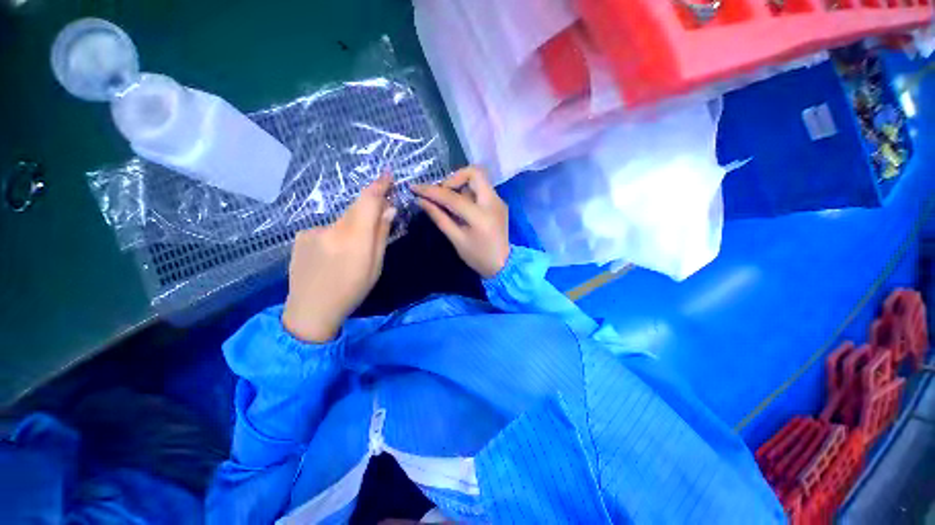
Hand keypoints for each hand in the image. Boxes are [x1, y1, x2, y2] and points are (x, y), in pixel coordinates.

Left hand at [282, 175, 396, 342]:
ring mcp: (312, 231)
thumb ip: (381, 235)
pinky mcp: (301, 236)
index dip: (379, 186)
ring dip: (352, 229)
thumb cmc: (351, 291)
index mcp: (354, 238)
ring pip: (342, 221)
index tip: (388, 175)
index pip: (368, 202)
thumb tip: (389, 209)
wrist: (310, 310)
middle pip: (356, 209)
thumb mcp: (375, 266)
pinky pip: (327, 229)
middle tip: (379, 220)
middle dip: (369, 210)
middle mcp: (331, 229)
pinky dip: (335, 236)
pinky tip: (331, 256)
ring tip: (349, 254)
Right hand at [412, 166, 509, 277]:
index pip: (452, 197)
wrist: (504, 265)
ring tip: (450, 203)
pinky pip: (482, 189)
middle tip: (442, 193)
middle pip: (474, 172)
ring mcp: (499, 201)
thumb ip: (439, 218)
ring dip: (461, 185)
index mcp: (480, 216)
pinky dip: (469, 192)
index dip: (431, 191)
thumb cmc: (478, 257)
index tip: (415, 188)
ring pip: (478, 180)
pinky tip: (462, 208)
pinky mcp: (499, 203)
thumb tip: (421, 201)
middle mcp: (493, 202)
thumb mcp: (456, 239)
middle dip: (453, 178)